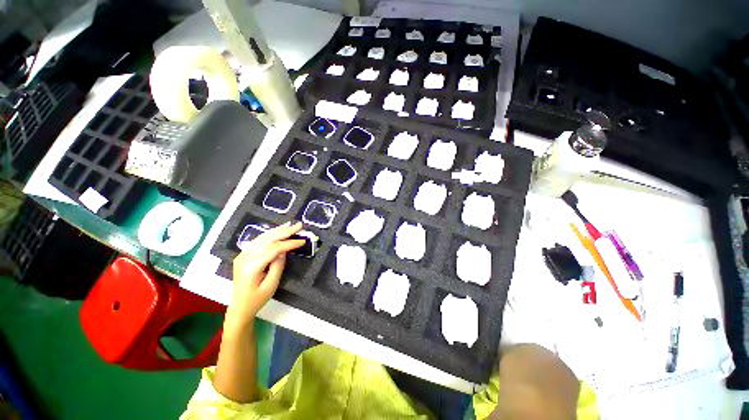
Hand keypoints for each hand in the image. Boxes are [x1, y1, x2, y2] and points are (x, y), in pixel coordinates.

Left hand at [228, 222, 305, 325]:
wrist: (240, 306)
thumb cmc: (257, 299)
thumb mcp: (271, 285)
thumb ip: (278, 266)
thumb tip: (284, 251)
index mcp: (252, 266)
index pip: (273, 249)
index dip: (289, 243)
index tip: (302, 241)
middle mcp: (245, 257)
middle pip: (267, 240)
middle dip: (285, 232)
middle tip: (299, 225)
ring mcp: (242, 255)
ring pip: (262, 238)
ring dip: (277, 231)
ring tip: (290, 225)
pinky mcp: (243, 255)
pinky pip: (258, 241)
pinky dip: (269, 235)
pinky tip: (277, 231)